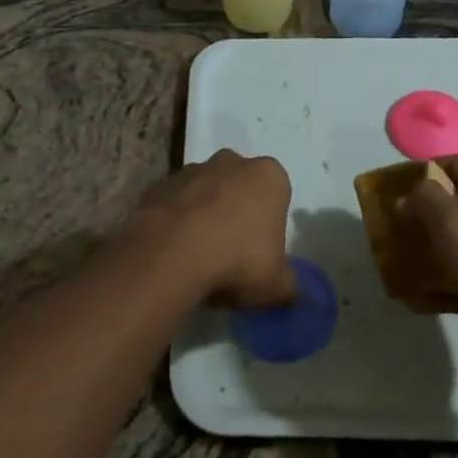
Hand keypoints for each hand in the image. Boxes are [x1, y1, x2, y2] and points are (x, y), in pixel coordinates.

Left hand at [137, 150, 295, 309]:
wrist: (170, 254)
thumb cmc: (237, 261)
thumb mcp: (275, 286)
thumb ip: (290, 287)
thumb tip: (297, 295)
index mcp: (269, 176)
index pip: (277, 196)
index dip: (270, 226)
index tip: (261, 253)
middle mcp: (232, 162)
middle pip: (240, 187)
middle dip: (238, 213)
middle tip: (233, 253)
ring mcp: (193, 169)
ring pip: (206, 192)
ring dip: (206, 215)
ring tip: (200, 256)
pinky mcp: (161, 184)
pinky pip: (176, 203)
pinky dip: (178, 221)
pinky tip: (175, 252)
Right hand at [400, 157, 457, 389]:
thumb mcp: (456, 224)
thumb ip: (426, 200)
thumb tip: (409, 194)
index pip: (454, 165)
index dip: (422, 171)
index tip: (392, 189)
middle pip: (455, 205)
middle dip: (420, 215)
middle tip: (391, 229)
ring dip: (429, 252)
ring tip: (397, 263)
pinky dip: (443, 286)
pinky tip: (417, 299)